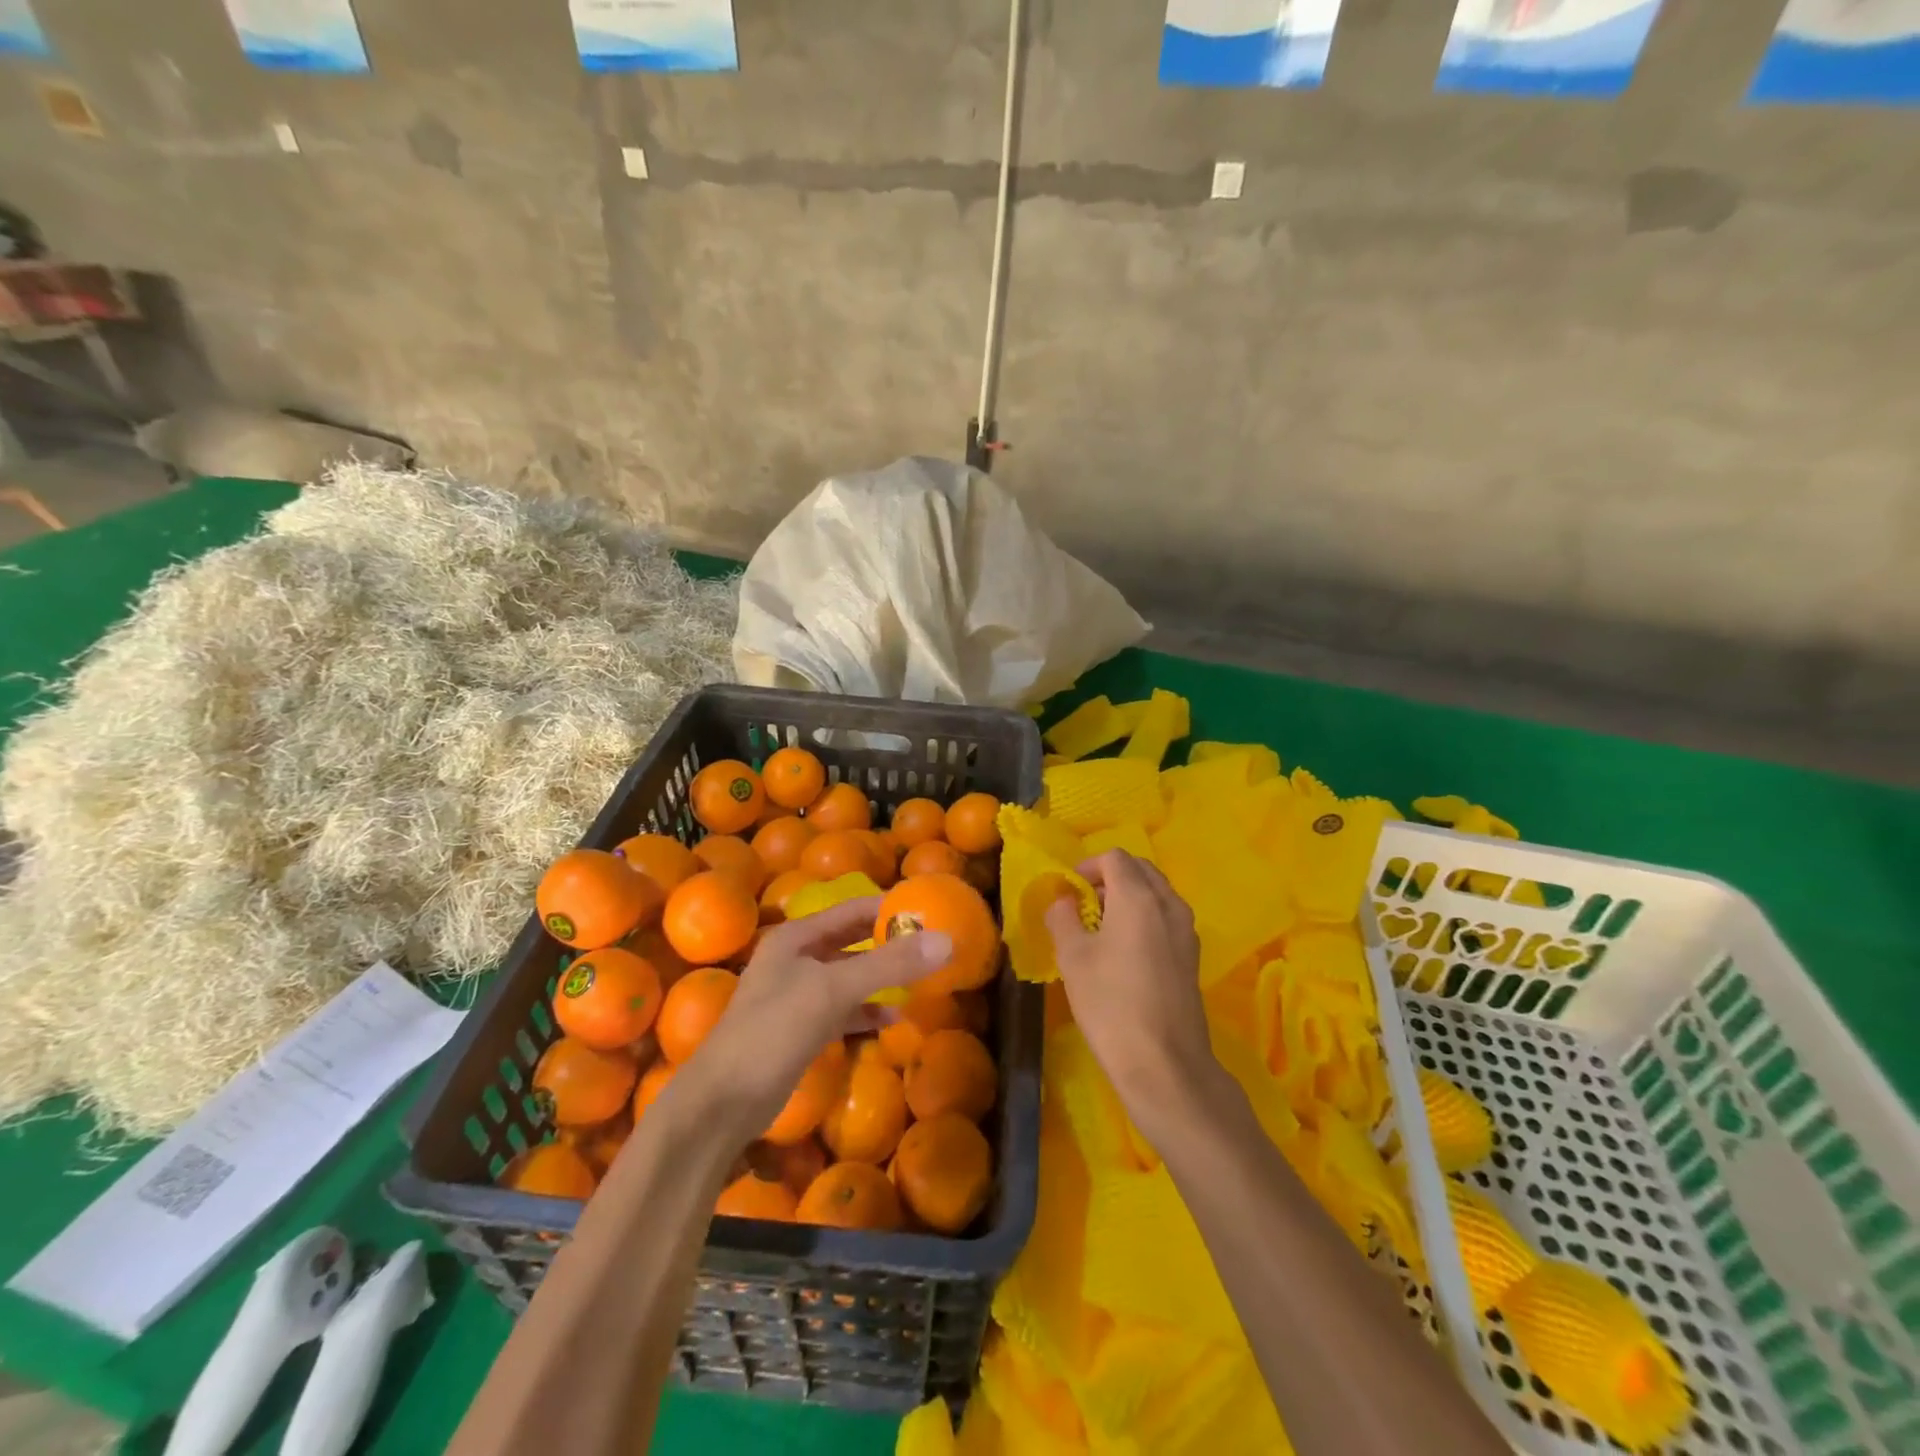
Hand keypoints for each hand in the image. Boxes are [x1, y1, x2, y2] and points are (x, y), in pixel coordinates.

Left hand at [685, 898, 951, 1133]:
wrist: (722, 1103)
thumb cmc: (774, 1031)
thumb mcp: (833, 990)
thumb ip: (889, 965)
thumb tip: (946, 941)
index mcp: (797, 937)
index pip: (853, 909)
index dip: (889, 908)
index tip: (929, 911)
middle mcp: (796, 958)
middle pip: (852, 941)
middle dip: (889, 943)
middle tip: (932, 945)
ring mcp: (797, 995)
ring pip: (849, 976)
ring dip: (882, 978)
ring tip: (921, 981)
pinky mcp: (801, 1029)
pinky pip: (843, 1009)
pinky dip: (867, 1010)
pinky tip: (892, 1018)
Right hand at [1045, 851, 1217, 1118]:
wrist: (1164, 1064)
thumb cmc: (1110, 1003)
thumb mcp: (1073, 957)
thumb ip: (1063, 918)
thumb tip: (1064, 900)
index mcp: (1139, 897)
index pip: (1115, 858)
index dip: (1088, 866)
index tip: (1069, 891)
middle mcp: (1168, 905)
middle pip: (1141, 870)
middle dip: (1111, 877)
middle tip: (1085, 903)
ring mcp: (1186, 931)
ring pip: (1157, 893)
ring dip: (1130, 896)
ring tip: (1103, 927)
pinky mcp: (1192, 956)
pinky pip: (1167, 918)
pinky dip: (1146, 917)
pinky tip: (1126, 951)